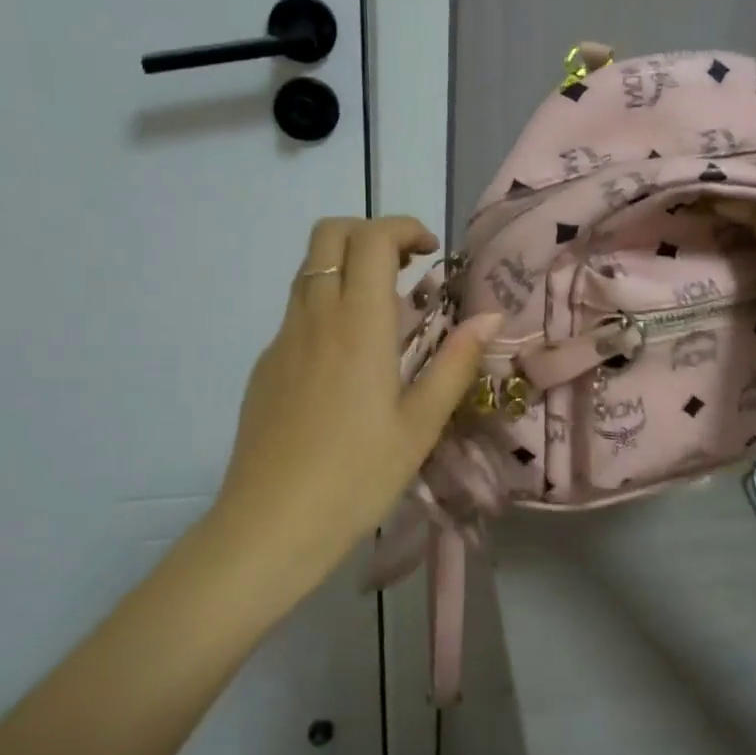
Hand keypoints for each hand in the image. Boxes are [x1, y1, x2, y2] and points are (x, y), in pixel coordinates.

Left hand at [212, 216, 501, 574]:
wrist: (270, 526)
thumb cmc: (356, 477)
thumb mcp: (420, 425)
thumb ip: (455, 364)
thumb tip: (489, 318)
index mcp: (357, 325)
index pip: (371, 238)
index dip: (404, 228)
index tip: (430, 255)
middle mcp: (314, 317)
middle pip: (329, 234)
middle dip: (370, 233)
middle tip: (405, 269)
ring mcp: (282, 339)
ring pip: (309, 270)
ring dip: (348, 268)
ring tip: (384, 314)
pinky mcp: (266, 365)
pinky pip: (297, 311)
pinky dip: (327, 305)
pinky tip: (348, 362)